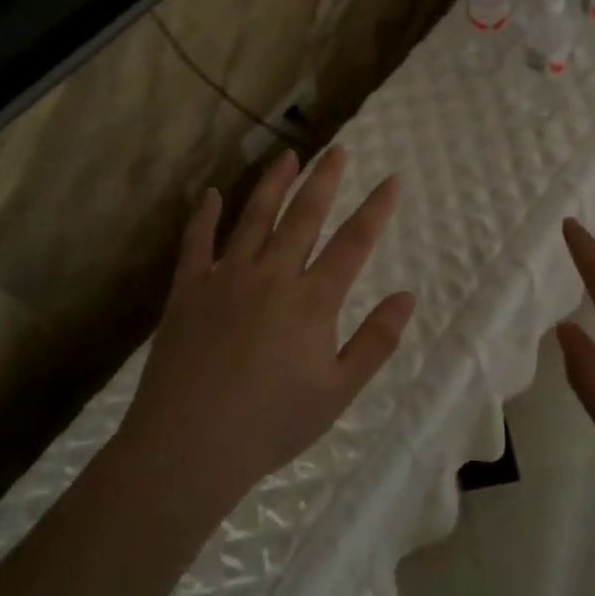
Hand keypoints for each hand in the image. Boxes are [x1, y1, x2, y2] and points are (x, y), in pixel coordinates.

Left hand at [118, 147, 414, 521]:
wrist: (188, 445)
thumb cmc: (272, 424)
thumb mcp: (338, 392)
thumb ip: (375, 341)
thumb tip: (407, 296)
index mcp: (312, 300)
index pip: (353, 242)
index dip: (376, 209)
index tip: (391, 180)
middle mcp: (272, 276)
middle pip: (304, 216)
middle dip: (325, 179)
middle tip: (338, 150)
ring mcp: (225, 278)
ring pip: (255, 218)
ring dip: (274, 184)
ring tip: (289, 156)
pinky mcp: (188, 290)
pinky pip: (197, 243)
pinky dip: (204, 216)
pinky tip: (210, 194)